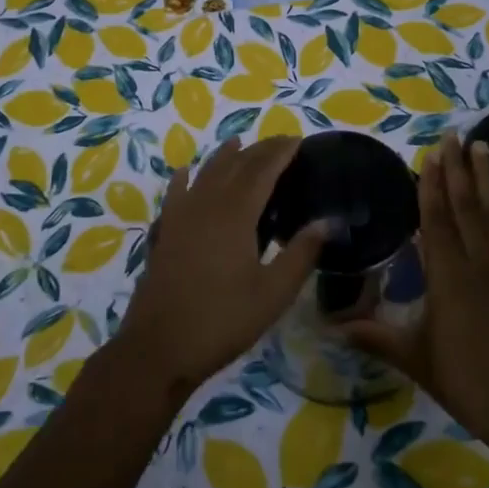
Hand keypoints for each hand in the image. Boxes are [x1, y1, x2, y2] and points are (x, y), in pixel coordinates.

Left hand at [113, 136, 327, 397]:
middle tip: (279, 143)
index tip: (298, 140)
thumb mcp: (273, 293)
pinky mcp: (163, 232)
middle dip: (258, 150)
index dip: (280, 153)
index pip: (261, 170)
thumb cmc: (223, 321)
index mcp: (235, 214)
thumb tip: (328, 221)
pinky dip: (185, 178)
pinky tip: (185, 172)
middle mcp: (206, 204)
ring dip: (224, 156)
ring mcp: (180, 216)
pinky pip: (175, 193)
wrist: (159, 347)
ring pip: (205, 173)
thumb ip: (301, 254)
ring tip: (239, 144)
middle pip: (234, 165)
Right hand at [346, 132, 488, 455]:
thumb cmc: (465, 382)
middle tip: (454, 134)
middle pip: (466, 206)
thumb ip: (373, 337)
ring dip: (488, 179)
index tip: (430, 153)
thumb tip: (328, 328)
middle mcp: (478, 264)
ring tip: (484, 146)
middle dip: (458, 168)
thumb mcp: (414, 358)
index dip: (431, 185)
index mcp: (448, 277)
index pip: (436, 220)